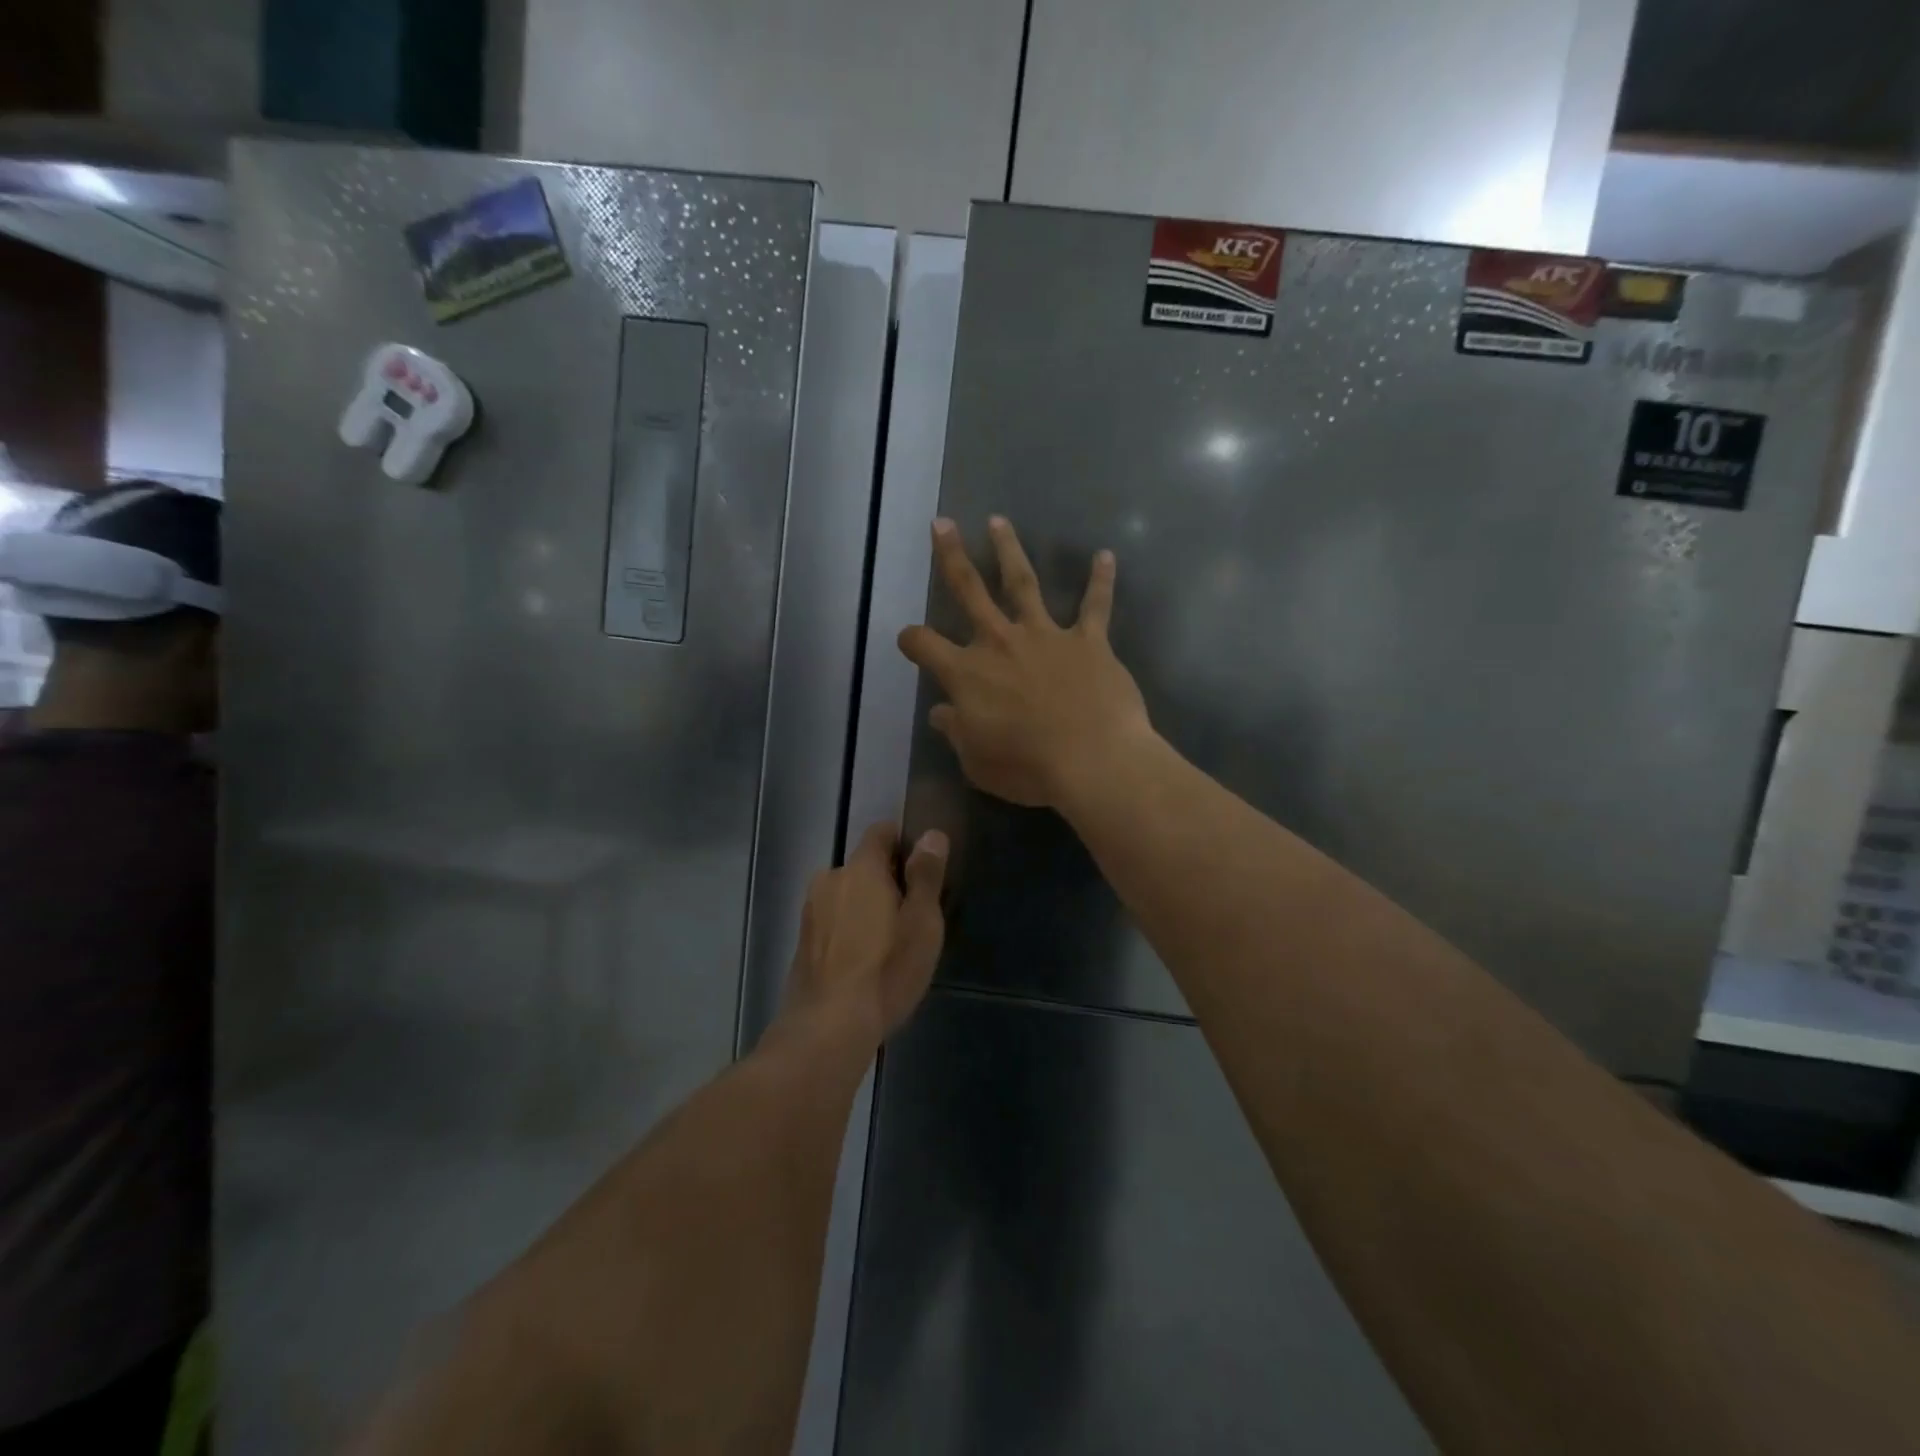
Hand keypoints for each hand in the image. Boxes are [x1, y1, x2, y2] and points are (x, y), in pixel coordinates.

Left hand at [784, 821, 947, 1040]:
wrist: (827, 1028)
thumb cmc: (886, 970)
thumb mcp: (922, 923)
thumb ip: (926, 875)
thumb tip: (932, 835)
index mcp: (860, 868)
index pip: (881, 832)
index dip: (904, 843)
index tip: (922, 870)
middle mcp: (829, 879)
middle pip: (864, 865)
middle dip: (887, 880)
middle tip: (912, 914)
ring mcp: (811, 910)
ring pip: (846, 894)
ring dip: (866, 906)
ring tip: (889, 942)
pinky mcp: (802, 940)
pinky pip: (833, 920)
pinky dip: (849, 929)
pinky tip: (864, 961)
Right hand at [898, 516, 1153, 810]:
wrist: (1092, 761)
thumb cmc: (1027, 768)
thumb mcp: (976, 761)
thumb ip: (956, 732)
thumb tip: (941, 713)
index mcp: (966, 673)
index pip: (924, 645)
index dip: (911, 640)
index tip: (909, 640)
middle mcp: (1000, 643)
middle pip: (969, 590)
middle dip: (951, 556)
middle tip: (942, 524)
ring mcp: (1045, 636)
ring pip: (1022, 583)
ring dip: (1009, 550)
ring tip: (999, 521)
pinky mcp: (1088, 642)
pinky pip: (1095, 606)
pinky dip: (1101, 581)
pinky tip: (1105, 556)